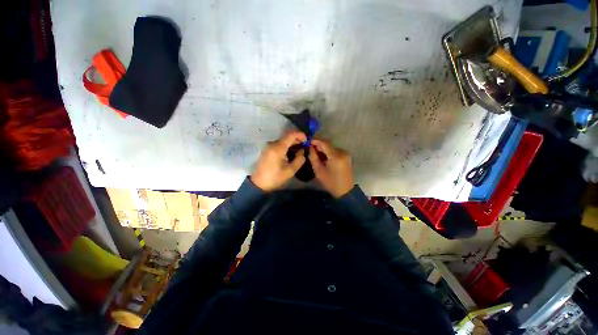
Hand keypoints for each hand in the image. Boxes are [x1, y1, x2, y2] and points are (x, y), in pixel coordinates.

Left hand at [250, 130, 306, 191]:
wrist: (259, 183)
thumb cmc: (275, 177)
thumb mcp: (290, 171)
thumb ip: (299, 159)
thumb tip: (302, 151)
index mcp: (278, 148)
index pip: (291, 134)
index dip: (300, 135)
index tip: (307, 140)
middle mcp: (273, 144)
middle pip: (287, 136)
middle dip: (297, 139)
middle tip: (305, 146)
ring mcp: (269, 146)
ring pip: (284, 140)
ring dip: (292, 143)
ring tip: (300, 150)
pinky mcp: (268, 149)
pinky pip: (279, 144)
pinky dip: (287, 146)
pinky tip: (291, 152)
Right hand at [309, 138, 353, 197]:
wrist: (345, 191)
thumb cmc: (330, 182)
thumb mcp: (319, 171)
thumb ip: (313, 157)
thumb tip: (310, 147)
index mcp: (336, 156)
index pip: (324, 143)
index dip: (315, 140)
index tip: (307, 140)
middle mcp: (342, 152)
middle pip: (328, 144)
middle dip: (318, 144)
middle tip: (309, 146)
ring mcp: (346, 154)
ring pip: (331, 147)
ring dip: (323, 148)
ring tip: (314, 152)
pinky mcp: (346, 156)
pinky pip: (335, 151)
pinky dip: (328, 151)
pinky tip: (323, 156)